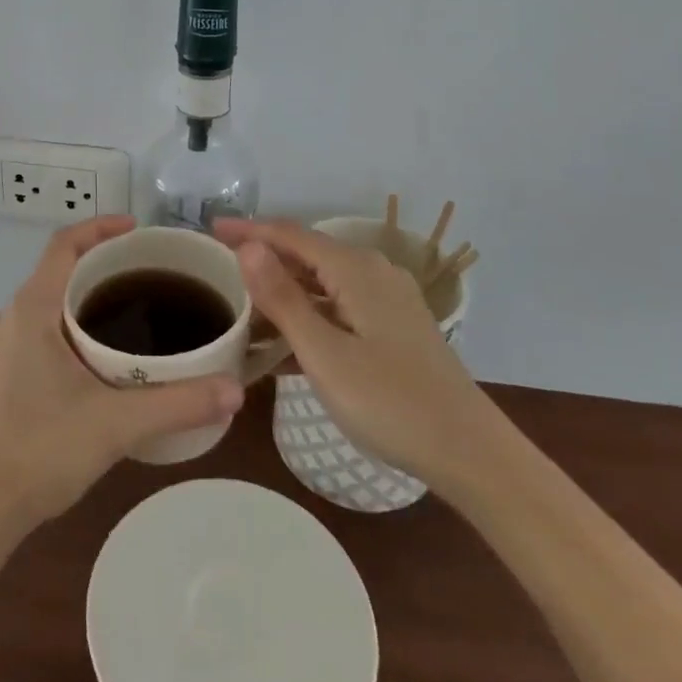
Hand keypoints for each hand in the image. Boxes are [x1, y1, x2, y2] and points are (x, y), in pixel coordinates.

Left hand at [0, 216, 244, 533]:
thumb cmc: (41, 450)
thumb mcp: (117, 423)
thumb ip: (178, 403)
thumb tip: (236, 390)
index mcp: (33, 309)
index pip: (64, 244)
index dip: (100, 227)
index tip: (138, 229)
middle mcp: (15, 318)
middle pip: (61, 269)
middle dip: (104, 262)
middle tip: (151, 271)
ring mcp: (7, 348)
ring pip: (52, 301)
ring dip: (90, 295)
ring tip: (136, 308)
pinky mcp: (7, 374)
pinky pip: (46, 328)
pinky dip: (77, 323)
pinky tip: (106, 356)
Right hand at [217, 218, 487, 482]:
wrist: (470, 453)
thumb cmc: (391, 403)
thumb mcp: (325, 355)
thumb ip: (283, 298)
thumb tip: (247, 246)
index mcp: (355, 269)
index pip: (290, 235)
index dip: (249, 229)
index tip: (210, 228)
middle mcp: (372, 272)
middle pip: (307, 254)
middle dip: (263, 259)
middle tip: (219, 267)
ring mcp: (387, 300)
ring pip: (323, 283)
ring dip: (284, 292)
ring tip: (243, 307)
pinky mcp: (393, 327)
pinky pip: (339, 307)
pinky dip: (309, 316)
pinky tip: (284, 341)